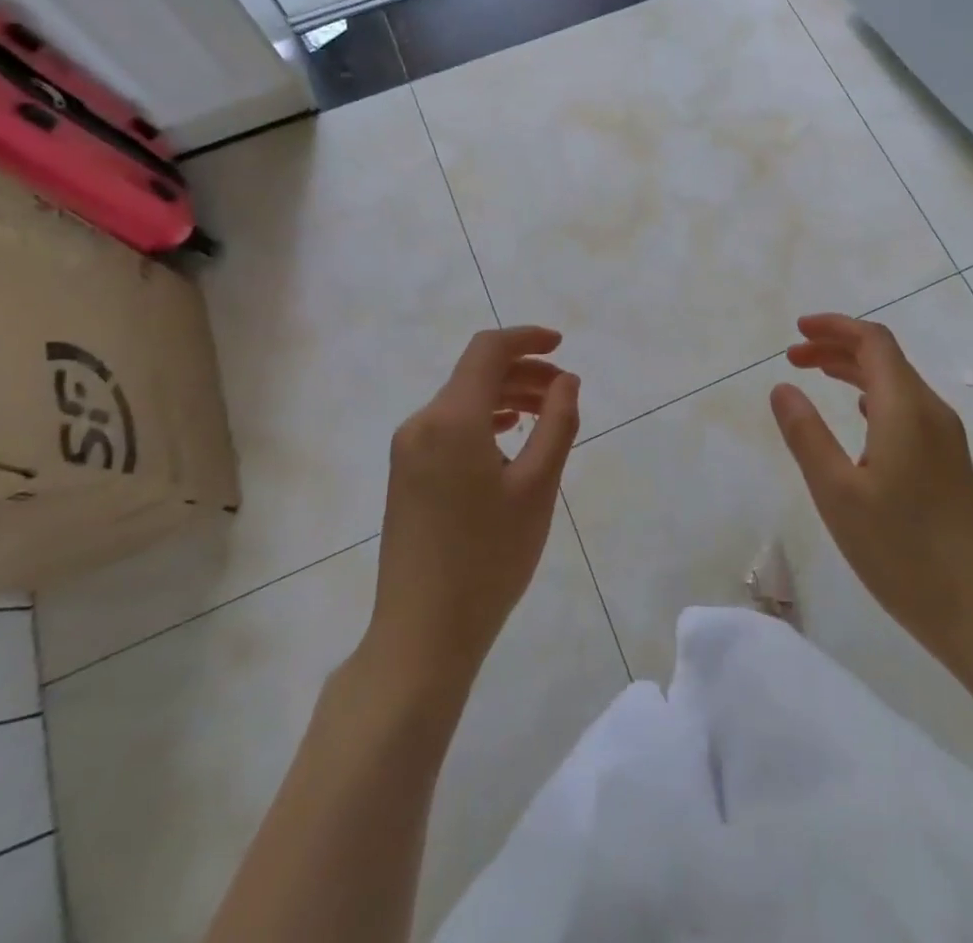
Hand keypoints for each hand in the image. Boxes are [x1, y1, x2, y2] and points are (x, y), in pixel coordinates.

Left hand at [367, 327, 580, 689]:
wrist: (422, 633)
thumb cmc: (488, 558)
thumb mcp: (537, 486)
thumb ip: (557, 423)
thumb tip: (566, 380)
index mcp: (450, 418)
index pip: (487, 350)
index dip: (527, 338)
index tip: (561, 346)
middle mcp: (421, 423)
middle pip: (475, 374)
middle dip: (523, 372)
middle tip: (564, 391)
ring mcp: (408, 451)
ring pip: (462, 402)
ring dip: (506, 397)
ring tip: (545, 415)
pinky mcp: (406, 475)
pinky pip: (449, 428)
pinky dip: (484, 421)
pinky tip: (509, 440)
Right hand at [770, 314, 972, 673]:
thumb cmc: (901, 552)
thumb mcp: (837, 493)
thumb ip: (806, 435)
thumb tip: (782, 387)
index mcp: (906, 408)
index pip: (873, 341)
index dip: (834, 327)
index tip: (796, 331)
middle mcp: (931, 411)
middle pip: (885, 357)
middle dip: (838, 347)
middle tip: (794, 356)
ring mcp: (946, 438)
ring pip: (897, 382)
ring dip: (855, 370)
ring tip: (816, 375)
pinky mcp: (950, 462)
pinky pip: (907, 407)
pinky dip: (874, 395)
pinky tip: (860, 416)